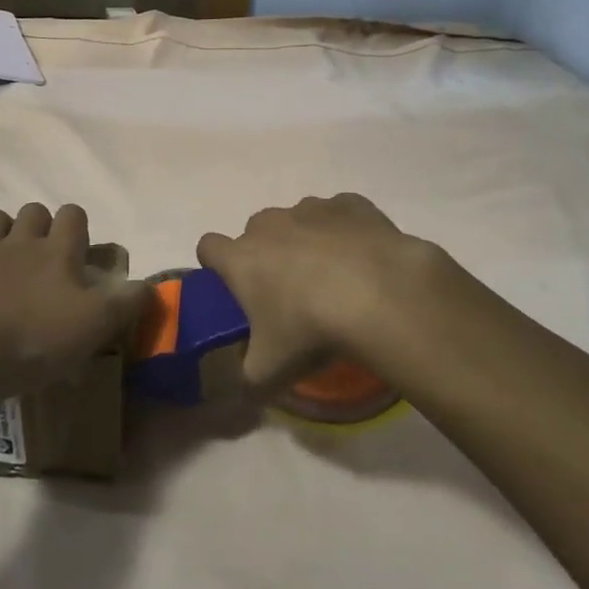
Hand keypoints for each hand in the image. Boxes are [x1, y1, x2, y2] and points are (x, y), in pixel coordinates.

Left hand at [0, 203, 148, 401]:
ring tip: (14, 268)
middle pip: (32, 211)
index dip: (80, 227)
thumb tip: (150, 287)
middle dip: (42, 225)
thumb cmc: (35, 337)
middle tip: (50, 262)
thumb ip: (128, 303)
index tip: (83, 254)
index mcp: (56, 251)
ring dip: (5, 234)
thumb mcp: (96, 325)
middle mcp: (18, 245)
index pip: (73, 214)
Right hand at [196, 193, 451, 390]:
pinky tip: (362, 257)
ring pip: (297, 220)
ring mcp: (311, 209)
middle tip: (288, 293)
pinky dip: (344, 230)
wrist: (380, 294)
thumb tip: (246, 385)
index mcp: (241, 258)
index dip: (217, 266)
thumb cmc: (311, 331)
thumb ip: (247, 379)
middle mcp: (270, 224)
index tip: (234, 288)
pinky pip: (339, 213)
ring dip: (305, 240)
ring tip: (333, 277)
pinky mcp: (351, 204)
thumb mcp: (269, 373)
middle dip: (265, 255)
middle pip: (255, 232)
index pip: (208, 247)